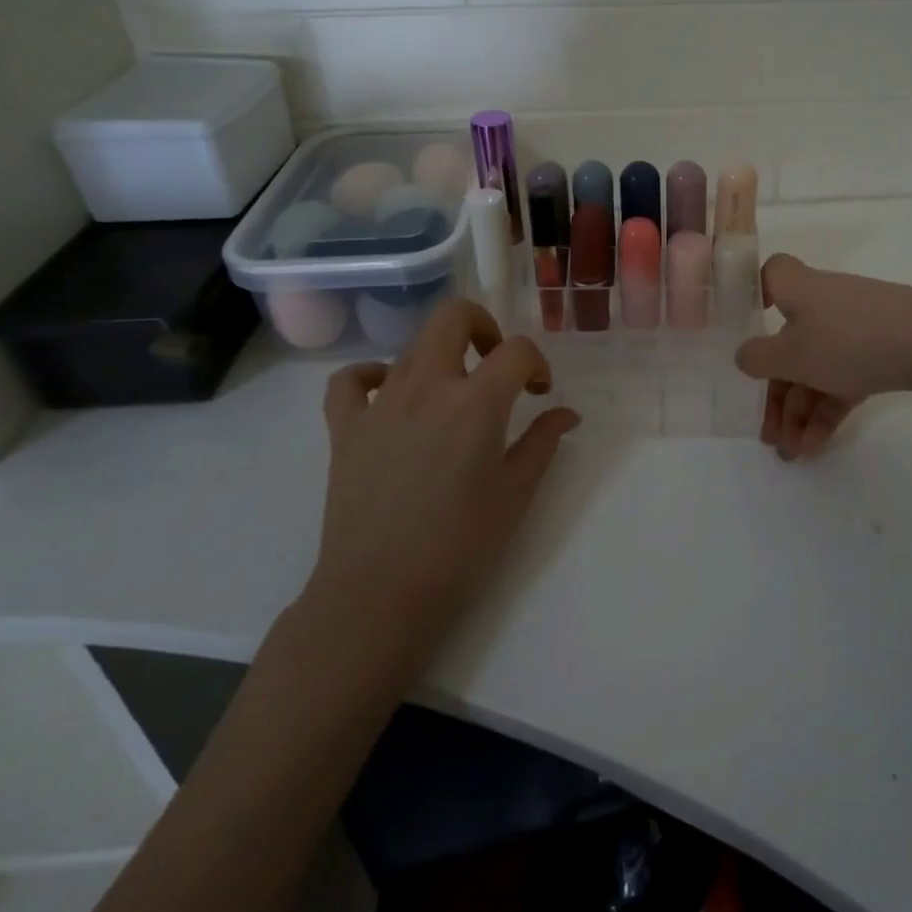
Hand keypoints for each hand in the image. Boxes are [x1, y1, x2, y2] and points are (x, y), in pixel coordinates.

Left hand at [305, 299, 579, 667]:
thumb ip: (544, 441)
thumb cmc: (461, 546)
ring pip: (411, 345)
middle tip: (496, 363)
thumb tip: (566, 413)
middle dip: (484, 326)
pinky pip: (351, 381)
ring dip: (442, 355)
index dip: (536, 362)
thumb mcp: (517, 493)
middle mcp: (427, 386)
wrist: (379, 595)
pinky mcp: (345, 428)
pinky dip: (370, 376)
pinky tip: (389, 395)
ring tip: (454, 392)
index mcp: (476, 402)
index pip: (516, 350)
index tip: (540, 391)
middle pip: (454, 316)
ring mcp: (380, 403)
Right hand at [735, 254, 911, 458]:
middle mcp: (825, 304)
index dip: (754, 294)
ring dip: (800, 411)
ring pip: (816, 367)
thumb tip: (744, 355)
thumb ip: (759, 358)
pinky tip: (817, 446)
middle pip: (788, 342)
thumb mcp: (793, 354)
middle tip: (767, 434)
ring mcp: (856, 328)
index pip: (771, 275)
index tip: (745, 326)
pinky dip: (828, 410)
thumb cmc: (852, 340)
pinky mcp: (882, 352)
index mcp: (799, 290)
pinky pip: (844, 379)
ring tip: (793, 453)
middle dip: (776, 392)